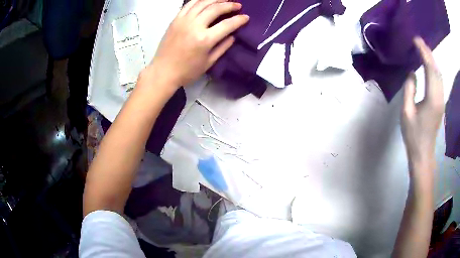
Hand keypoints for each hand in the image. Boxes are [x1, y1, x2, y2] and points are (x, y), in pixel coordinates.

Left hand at [148, 0, 248, 86]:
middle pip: (215, 9)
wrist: (163, 71)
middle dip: (229, 5)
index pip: (227, 24)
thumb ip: (222, 47)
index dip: (239, 20)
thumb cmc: (187, 71)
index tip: (246, 17)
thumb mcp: (209, 63)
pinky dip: (199, 0)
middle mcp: (194, 26)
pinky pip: (188, 4)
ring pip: (202, 3)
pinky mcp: (175, 20)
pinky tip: (206, 0)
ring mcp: (183, 21)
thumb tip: (233, 36)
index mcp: (205, 39)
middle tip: (237, 5)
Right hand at [401, 37, 443, 170]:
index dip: (423, 52)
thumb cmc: (413, 135)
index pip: (430, 69)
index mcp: (432, 98)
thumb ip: (409, 89)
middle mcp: (440, 97)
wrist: (423, 153)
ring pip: (439, 74)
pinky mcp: (441, 102)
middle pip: (436, 70)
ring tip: (423, 49)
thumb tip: (412, 72)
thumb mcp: (406, 112)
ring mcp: (442, 100)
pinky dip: (434, 69)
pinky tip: (430, 64)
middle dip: (428, 52)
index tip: (416, 40)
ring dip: (432, 59)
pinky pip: (439, 80)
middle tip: (418, 40)